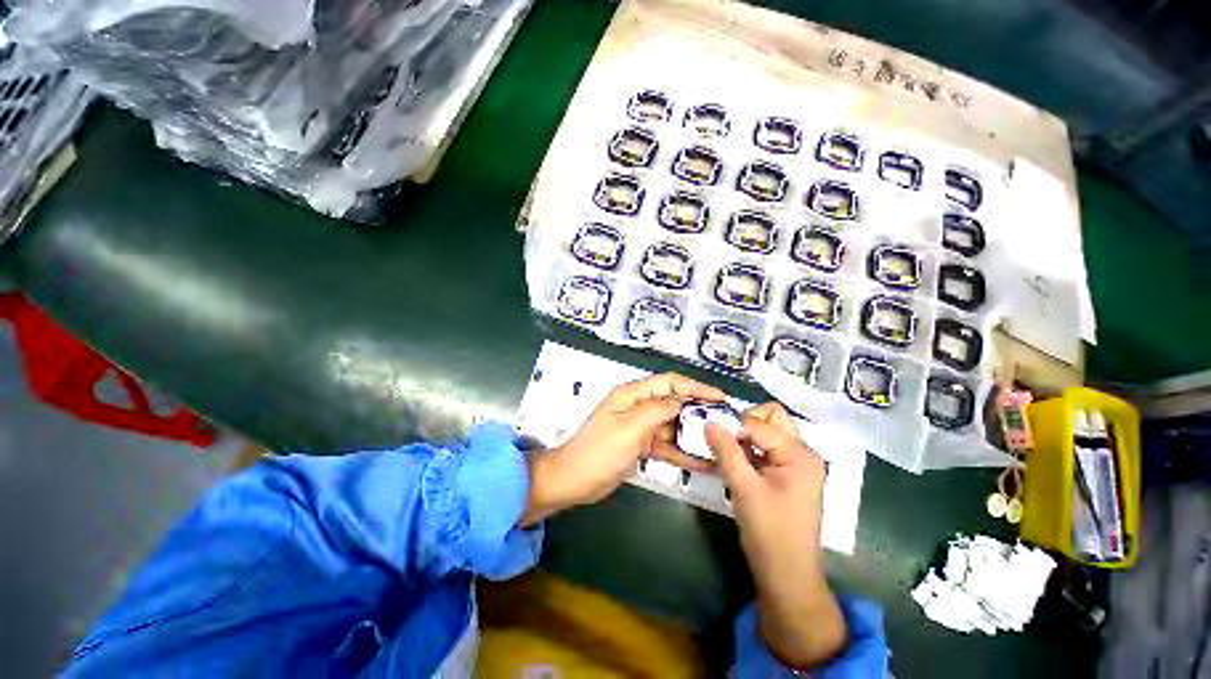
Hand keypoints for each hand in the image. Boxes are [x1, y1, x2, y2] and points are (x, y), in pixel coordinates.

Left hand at [521, 373, 724, 525]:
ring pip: (673, 425)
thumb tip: (683, 403)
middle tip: (726, 423)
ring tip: (720, 444)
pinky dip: (682, 452)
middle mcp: (638, 407)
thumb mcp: (630, 428)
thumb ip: (658, 411)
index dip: (696, 387)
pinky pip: (666, 445)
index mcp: (632, 395)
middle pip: (674, 403)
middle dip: (699, 412)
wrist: (575, 480)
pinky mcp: (641, 445)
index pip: (670, 383)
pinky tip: (703, 461)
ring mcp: (640, 427)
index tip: (720, 397)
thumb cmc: (599, 451)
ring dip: (693, 434)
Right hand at [707, 402, 846, 668]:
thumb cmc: (769, 532)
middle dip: (743, 423)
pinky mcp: (789, 475)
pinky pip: (767, 449)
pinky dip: (749, 450)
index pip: (759, 424)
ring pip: (767, 432)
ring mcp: (797, 464)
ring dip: (744, 436)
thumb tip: (709, 421)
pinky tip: (733, 462)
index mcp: (799, 454)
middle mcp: (803, 453)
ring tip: (723, 451)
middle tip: (722, 439)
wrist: (787, 575)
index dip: (733, 427)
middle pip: (771, 418)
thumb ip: (726, 450)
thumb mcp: (743, 487)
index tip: (709, 435)